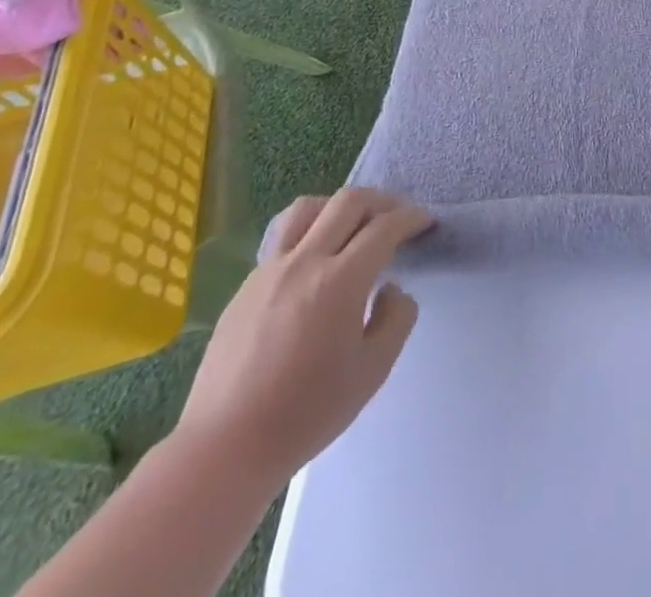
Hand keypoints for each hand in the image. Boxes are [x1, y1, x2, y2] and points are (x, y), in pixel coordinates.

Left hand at [174, 188, 433, 486]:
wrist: (224, 448)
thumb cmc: (307, 412)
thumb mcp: (374, 371)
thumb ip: (396, 318)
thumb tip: (391, 288)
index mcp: (341, 280)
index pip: (385, 227)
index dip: (412, 217)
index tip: (425, 222)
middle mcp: (305, 262)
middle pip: (348, 201)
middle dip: (382, 201)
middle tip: (397, 217)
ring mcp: (269, 271)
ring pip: (307, 208)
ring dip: (338, 207)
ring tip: (352, 226)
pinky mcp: (245, 287)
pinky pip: (282, 240)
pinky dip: (309, 234)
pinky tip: (315, 266)